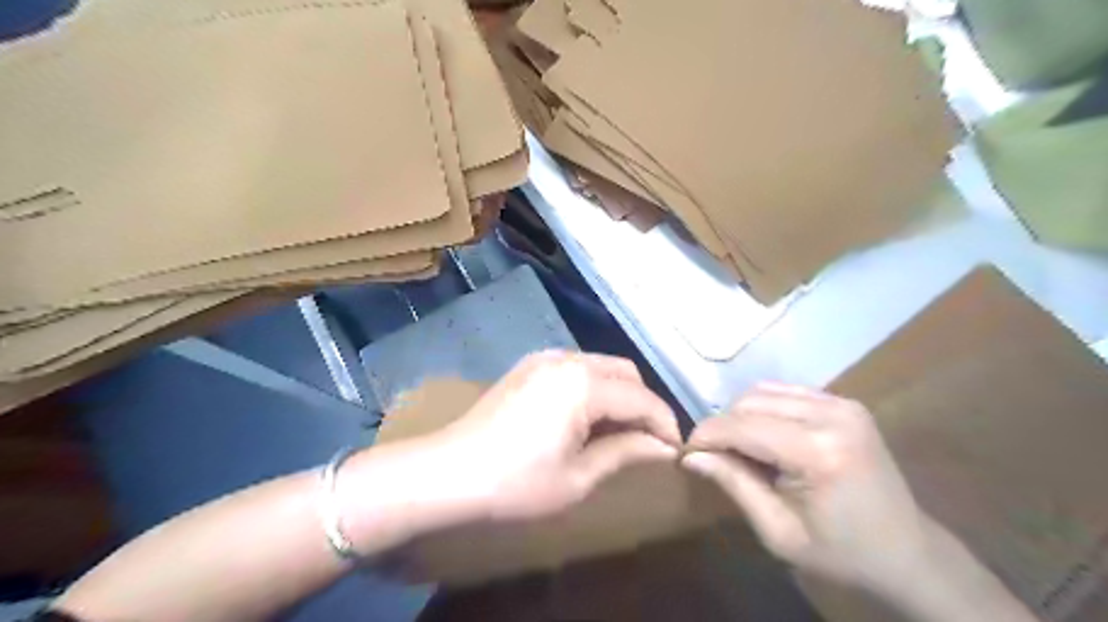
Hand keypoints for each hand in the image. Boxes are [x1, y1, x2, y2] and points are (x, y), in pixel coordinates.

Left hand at [427, 356, 679, 520]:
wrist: (447, 473)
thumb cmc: (516, 483)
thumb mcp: (578, 476)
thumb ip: (626, 452)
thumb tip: (663, 448)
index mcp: (584, 384)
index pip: (642, 398)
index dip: (665, 424)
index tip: (675, 451)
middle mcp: (568, 359)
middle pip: (625, 372)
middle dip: (643, 404)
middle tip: (647, 442)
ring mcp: (545, 357)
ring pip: (601, 366)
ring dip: (619, 394)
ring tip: (619, 431)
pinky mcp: (529, 365)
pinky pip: (576, 367)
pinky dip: (593, 387)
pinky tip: (586, 417)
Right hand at [685, 383, 928, 592]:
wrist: (907, 551)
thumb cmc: (840, 552)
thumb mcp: (777, 531)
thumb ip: (733, 483)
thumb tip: (690, 455)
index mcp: (818, 452)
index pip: (741, 425)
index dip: (706, 435)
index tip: (686, 453)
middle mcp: (831, 415)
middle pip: (749, 401)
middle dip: (723, 426)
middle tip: (715, 457)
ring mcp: (841, 403)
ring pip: (763, 390)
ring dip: (742, 415)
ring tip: (741, 448)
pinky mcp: (844, 402)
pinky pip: (785, 392)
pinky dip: (764, 409)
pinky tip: (766, 437)